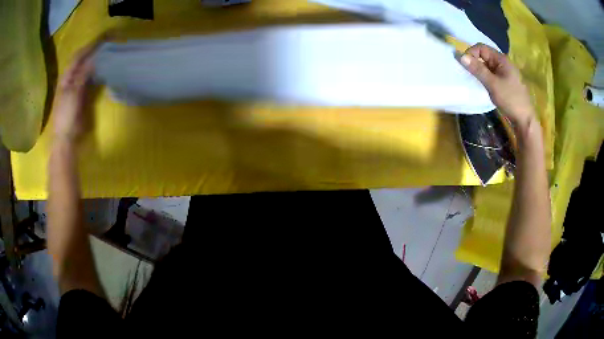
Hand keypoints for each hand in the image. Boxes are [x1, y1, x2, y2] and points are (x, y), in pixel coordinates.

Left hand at [52, 42, 99, 142]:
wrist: (65, 138)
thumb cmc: (66, 117)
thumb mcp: (73, 94)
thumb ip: (82, 75)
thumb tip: (94, 58)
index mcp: (67, 77)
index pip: (79, 55)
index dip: (91, 45)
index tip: (104, 37)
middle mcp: (72, 78)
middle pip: (84, 59)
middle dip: (95, 50)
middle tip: (109, 42)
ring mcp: (77, 86)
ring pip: (87, 67)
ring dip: (97, 59)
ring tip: (109, 51)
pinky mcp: (82, 94)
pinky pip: (91, 78)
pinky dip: (98, 71)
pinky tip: (104, 68)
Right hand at [459, 43, 534, 128]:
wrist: (525, 120)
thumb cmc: (510, 100)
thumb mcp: (492, 84)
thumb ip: (477, 69)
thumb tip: (461, 56)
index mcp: (501, 59)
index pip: (481, 48)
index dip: (471, 53)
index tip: (465, 65)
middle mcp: (503, 63)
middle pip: (484, 56)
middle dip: (475, 63)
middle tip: (468, 75)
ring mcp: (505, 73)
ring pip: (487, 66)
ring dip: (479, 71)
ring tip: (475, 81)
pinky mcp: (505, 82)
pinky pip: (492, 75)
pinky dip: (485, 78)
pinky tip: (483, 86)